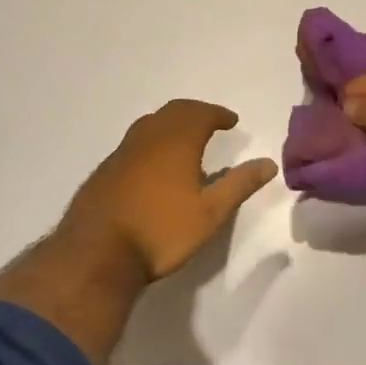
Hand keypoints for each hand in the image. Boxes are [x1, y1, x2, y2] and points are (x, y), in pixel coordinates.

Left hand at [59, 100, 277, 280]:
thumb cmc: (161, 231)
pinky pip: (135, 142)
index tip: (231, 121)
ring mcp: (123, 151)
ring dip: (171, 124)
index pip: (201, 113)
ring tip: (185, 141)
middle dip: (195, 113)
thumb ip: (239, 185)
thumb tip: (268, 163)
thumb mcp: (210, 213)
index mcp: (176, 140)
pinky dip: (152, 141)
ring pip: (151, 124)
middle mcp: (148, 137)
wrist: (97, 252)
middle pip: (174, 112)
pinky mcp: (105, 169)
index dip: (218, 114)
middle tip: (211, 123)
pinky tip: (155, 166)